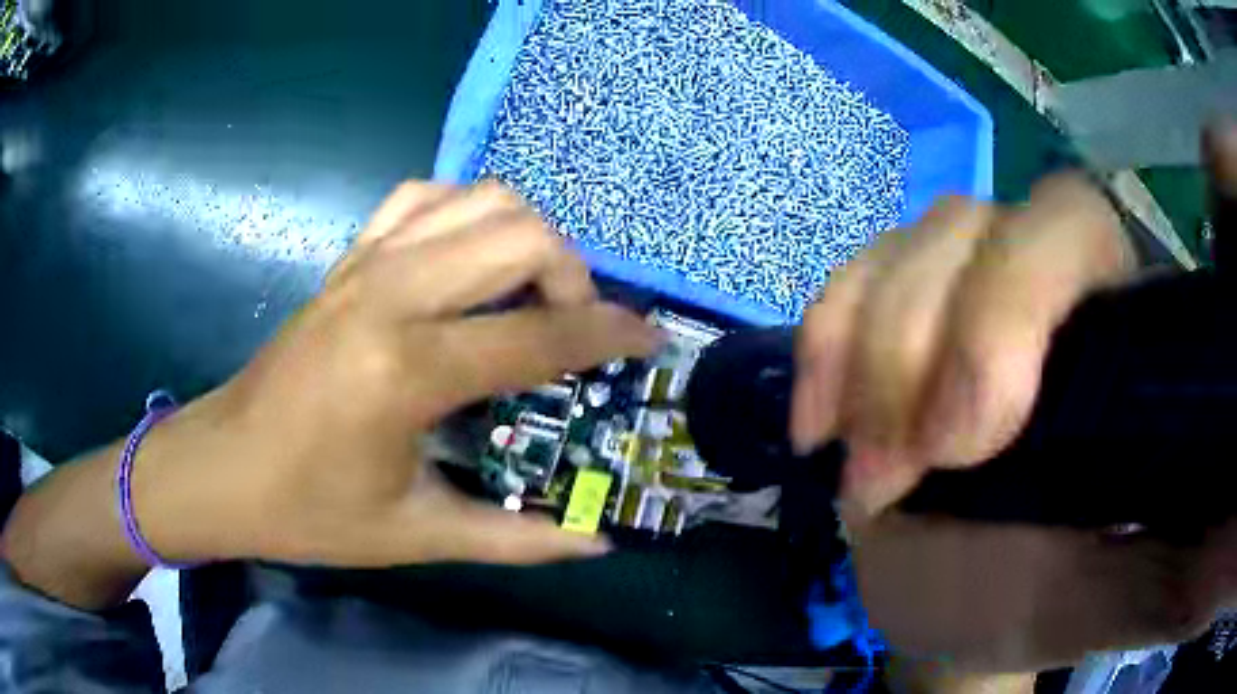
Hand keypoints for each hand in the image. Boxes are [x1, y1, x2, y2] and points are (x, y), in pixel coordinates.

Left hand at [130, 181, 657, 567]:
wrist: (224, 468)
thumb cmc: (310, 511)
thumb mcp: (417, 536)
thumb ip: (517, 540)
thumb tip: (596, 544)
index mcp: (407, 370)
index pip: (538, 336)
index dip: (609, 335)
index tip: (649, 338)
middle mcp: (390, 295)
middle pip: (519, 234)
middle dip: (572, 273)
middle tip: (575, 325)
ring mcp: (365, 264)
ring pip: (478, 198)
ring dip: (526, 235)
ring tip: (530, 290)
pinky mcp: (346, 258)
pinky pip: (421, 197)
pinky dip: (465, 210)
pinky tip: (470, 257)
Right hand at [790, 126, 1236, 669]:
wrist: (950, 600)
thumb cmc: (1028, 601)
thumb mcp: (1098, 597)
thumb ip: (1171, 568)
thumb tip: (1220, 542)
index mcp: (1115, 326)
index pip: (1074, 227)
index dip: (1016, 301)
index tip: (968, 435)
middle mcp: (1040, 278)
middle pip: (973, 226)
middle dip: (924, 345)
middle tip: (900, 473)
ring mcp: (959, 283)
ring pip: (907, 247)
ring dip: (869, 359)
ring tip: (865, 471)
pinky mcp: (894, 309)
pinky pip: (847, 279)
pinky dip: (823, 341)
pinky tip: (819, 422)